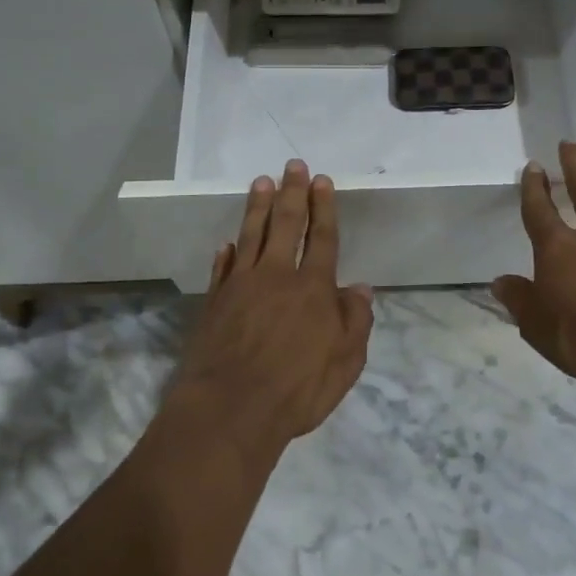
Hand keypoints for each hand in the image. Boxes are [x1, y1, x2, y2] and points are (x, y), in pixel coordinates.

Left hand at [169, 160, 374, 459]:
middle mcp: (277, 276)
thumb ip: (355, 321)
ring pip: (251, 235)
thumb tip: (361, 289)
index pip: (321, 237)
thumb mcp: (346, 363)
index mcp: (313, 288)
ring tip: (261, 181)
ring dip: (257, 206)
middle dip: (292, 193)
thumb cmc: (297, 389)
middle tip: (292, 165)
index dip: (323, 207)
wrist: (230, 410)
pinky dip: (227, 251)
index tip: (321, 181)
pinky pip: (222, 267)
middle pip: (285, 224)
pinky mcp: (215, 302)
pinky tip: (228, 241)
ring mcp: (241, 286)